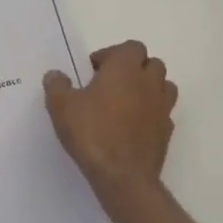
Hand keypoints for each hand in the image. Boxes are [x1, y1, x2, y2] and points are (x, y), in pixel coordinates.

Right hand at [44, 41, 177, 200]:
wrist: (123, 176)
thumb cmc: (91, 133)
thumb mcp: (61, 106)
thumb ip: (57, 85)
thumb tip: (55, 75)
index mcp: (125, 69)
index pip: (130, 47)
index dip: (112, 55)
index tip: (93, 71)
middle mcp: (148, 82)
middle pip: (151, 63)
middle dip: (133, 69)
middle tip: (110, 85)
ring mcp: (162, 107)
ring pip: (163, 86)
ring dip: (147, 88)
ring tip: (125, 103)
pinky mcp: (167, 131)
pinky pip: (162, 113)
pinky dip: (151, 113)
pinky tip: (132, 126)